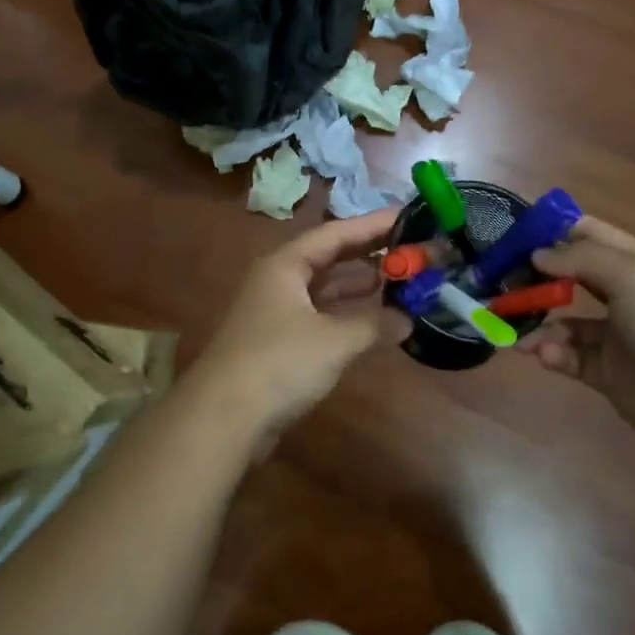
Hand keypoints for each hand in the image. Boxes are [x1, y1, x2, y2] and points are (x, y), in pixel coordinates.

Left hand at [193, 209, 407, 436]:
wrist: (224, 417)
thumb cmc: (279, 363)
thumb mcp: (333, 341)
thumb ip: (373, 324)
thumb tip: (408, 319)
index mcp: (285, 265)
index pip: (335, 233)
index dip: (372, 225)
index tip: (408, 216)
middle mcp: (279, 280)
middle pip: (329, 257)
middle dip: (368, 253)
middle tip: (410, 248)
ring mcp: (277, 312)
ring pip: (325, 288)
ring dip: (358, 285)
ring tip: (399, 280)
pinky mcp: (279, 342)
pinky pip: (320, 315)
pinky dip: (346, 314)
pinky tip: (374, 320)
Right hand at [517, 216, 634, 455]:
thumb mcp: (632, 275)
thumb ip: (580, 259)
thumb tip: (538, 254)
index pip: (589, 235)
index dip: (553, 232)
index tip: (515, 236)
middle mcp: (624, 296)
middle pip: (569, 277)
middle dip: (535, 278)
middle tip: (501, 283)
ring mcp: (615, 336)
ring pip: (563, 320)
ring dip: (538, 322)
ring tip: (516, 332)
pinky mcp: (606, 373)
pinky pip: (569, 356)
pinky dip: (552, 353)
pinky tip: (544, 355)